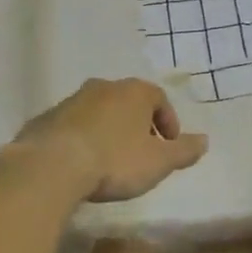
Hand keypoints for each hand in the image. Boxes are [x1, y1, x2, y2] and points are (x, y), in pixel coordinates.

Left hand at [4, 78, 207, 202]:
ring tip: (110, 160)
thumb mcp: (158, 162)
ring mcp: (73, 100)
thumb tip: (205, 141)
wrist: (51, 165)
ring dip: (108, 130)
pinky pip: (73, 125)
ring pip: (99, 111)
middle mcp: (104, 87)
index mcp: (134, 92)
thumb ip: (184, 151)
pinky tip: (81, 163)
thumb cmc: (114, 160)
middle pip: (128, 102)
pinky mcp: (47, 118)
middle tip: (141, 152)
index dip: (168, 122)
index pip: (159, 99)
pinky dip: (82, 138)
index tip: (169, 145)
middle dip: (137, 124)